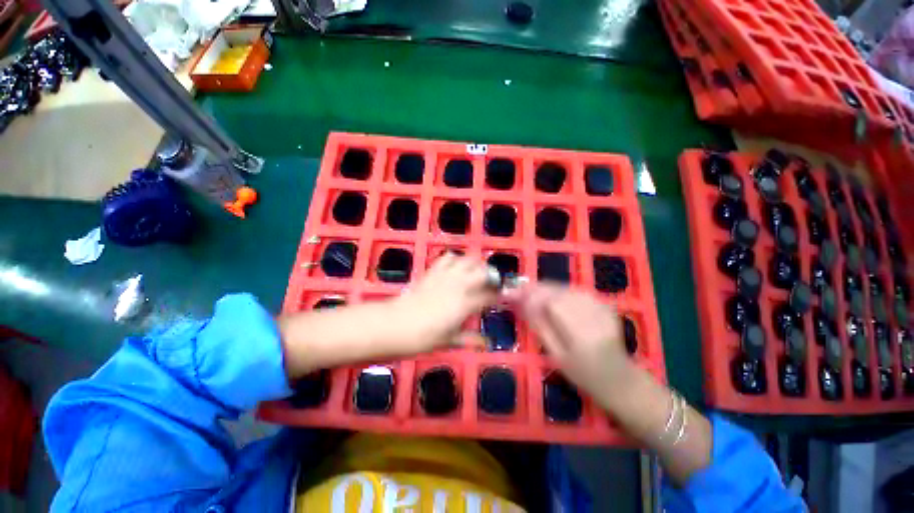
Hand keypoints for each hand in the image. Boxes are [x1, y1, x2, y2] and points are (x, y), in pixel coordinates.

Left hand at [393, 252, 498, 350]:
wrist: (396, 324)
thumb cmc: (424, 337)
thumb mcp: (450, 341)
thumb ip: (470, 339)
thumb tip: (486, 343)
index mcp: (466, 304)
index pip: (490, 295)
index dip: (498, 296)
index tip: (501, 297)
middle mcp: (459, 286)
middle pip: (483, 272)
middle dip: (491, 276)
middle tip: (491, 283)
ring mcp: (446, 276)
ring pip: (468, 261)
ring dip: (476, 265)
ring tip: (477, 272)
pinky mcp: (433, 271)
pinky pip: (448, 258)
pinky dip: (456, 259)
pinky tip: (457, 267)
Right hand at [511, 283, 714, 485]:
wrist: (621, 379)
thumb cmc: (585, 375)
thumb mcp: (556, 355)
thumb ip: (539, 325)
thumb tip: (520, 302)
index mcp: (582, 332)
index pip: (551, 301)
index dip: (529, 294)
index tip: (510, 293)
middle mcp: (593, 313)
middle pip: (557, 290)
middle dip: (534, 289)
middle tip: (517, 291)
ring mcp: (601, 305)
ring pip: (565, 287)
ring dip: (544, 288)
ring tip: (529, 294)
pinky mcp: (603, 302)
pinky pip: (574, 290)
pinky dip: (557, 290)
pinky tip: (549, 297)